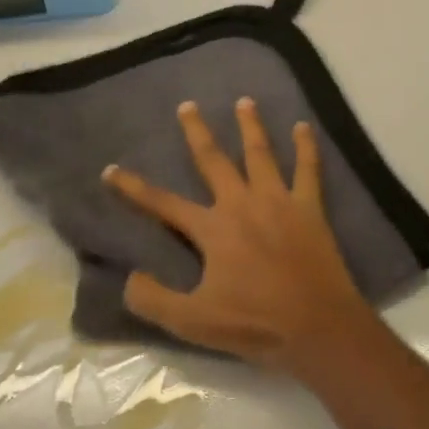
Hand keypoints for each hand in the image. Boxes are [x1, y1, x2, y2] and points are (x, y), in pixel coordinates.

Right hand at [102, 98, 374, 374]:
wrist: (317, 326)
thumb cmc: (255, 324)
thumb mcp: (193, 322)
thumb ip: (155, 300)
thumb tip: (129, 277)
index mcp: (213, 229)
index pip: (163, 203)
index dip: (134, 188)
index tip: (111, 169)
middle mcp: (242, 204)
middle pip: (214, 160)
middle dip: (197, 132)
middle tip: (188, 105)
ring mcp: (278, 201)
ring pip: (260, 154)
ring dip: (250, 126)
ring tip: (244, 101)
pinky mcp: (309, 208)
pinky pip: (308, 169)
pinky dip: (306, 147)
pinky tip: (304, 127)